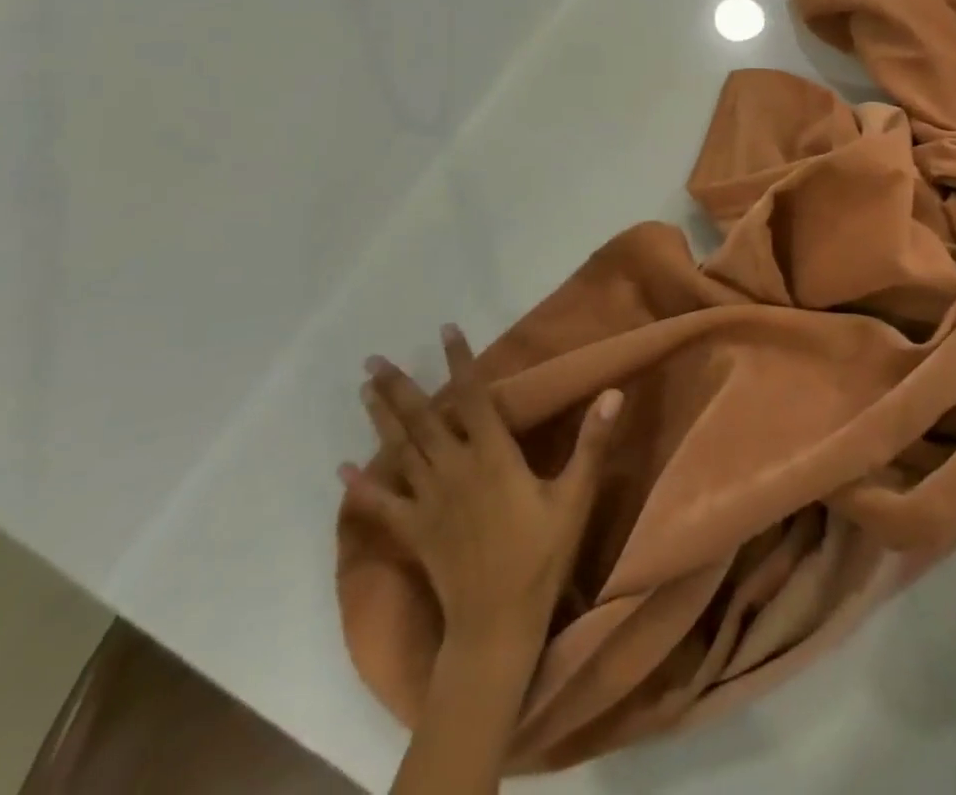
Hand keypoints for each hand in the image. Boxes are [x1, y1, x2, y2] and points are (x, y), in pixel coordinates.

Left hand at [341, 326, 621, 652]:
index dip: (460, 362)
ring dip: (381, 418)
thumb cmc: (541, 556)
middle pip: (424, 420)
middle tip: (374, 359)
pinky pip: (382, 505)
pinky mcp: (415, 531)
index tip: (446, 330)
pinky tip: (342, 471)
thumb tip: (613, 392)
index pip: (474, 397)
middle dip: (400, 386)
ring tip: (364, 389)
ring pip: (400, 451)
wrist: (497, 625)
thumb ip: (592, 443)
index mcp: (494, 456)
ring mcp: (429, 501)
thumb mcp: (576, 497)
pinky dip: (361, 487)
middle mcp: (455, 469)